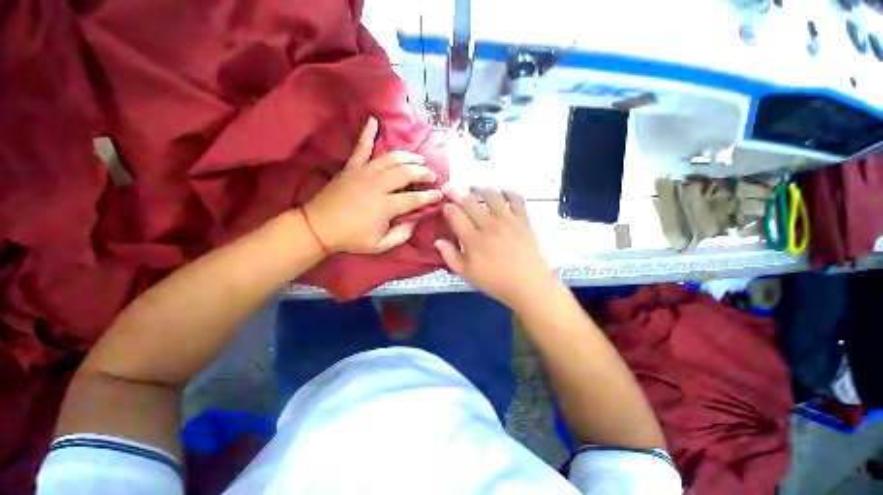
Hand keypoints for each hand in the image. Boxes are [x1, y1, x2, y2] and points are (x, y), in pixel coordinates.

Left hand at [305, 117, 442, 253]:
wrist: (318, 226)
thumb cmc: (351, 238)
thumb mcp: (380, 245)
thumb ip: (401, 235)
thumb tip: (414, 221)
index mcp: (386, 206)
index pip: (415, 198)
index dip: (430, 197)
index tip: (440, 194)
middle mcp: (378, 185)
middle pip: (407, 173)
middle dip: (423, 173)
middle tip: (432, 176)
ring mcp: (365, 173)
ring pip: (392, 158)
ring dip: (408, 157)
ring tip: (419, 159)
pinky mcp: (352, 167)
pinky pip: (361, 147)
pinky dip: (368, 133)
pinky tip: (374, 120)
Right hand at [435, 185, 559, 309]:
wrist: (528, 285)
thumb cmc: (495, 282)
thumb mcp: (467, 274)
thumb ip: (450, 257)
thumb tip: (438, 241)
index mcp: (473, 239)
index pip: (456, 216)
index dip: (448, 208)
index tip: (445, 205)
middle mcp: (489, 225)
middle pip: (470, 203)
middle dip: (457, 193)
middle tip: (449, 186)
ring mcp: (508, 220)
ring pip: (492, 196)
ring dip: (480, 188)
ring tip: (474, 186)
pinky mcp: (523, 220)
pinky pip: (517, 200)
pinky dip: (509, 192)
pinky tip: (503, 191)